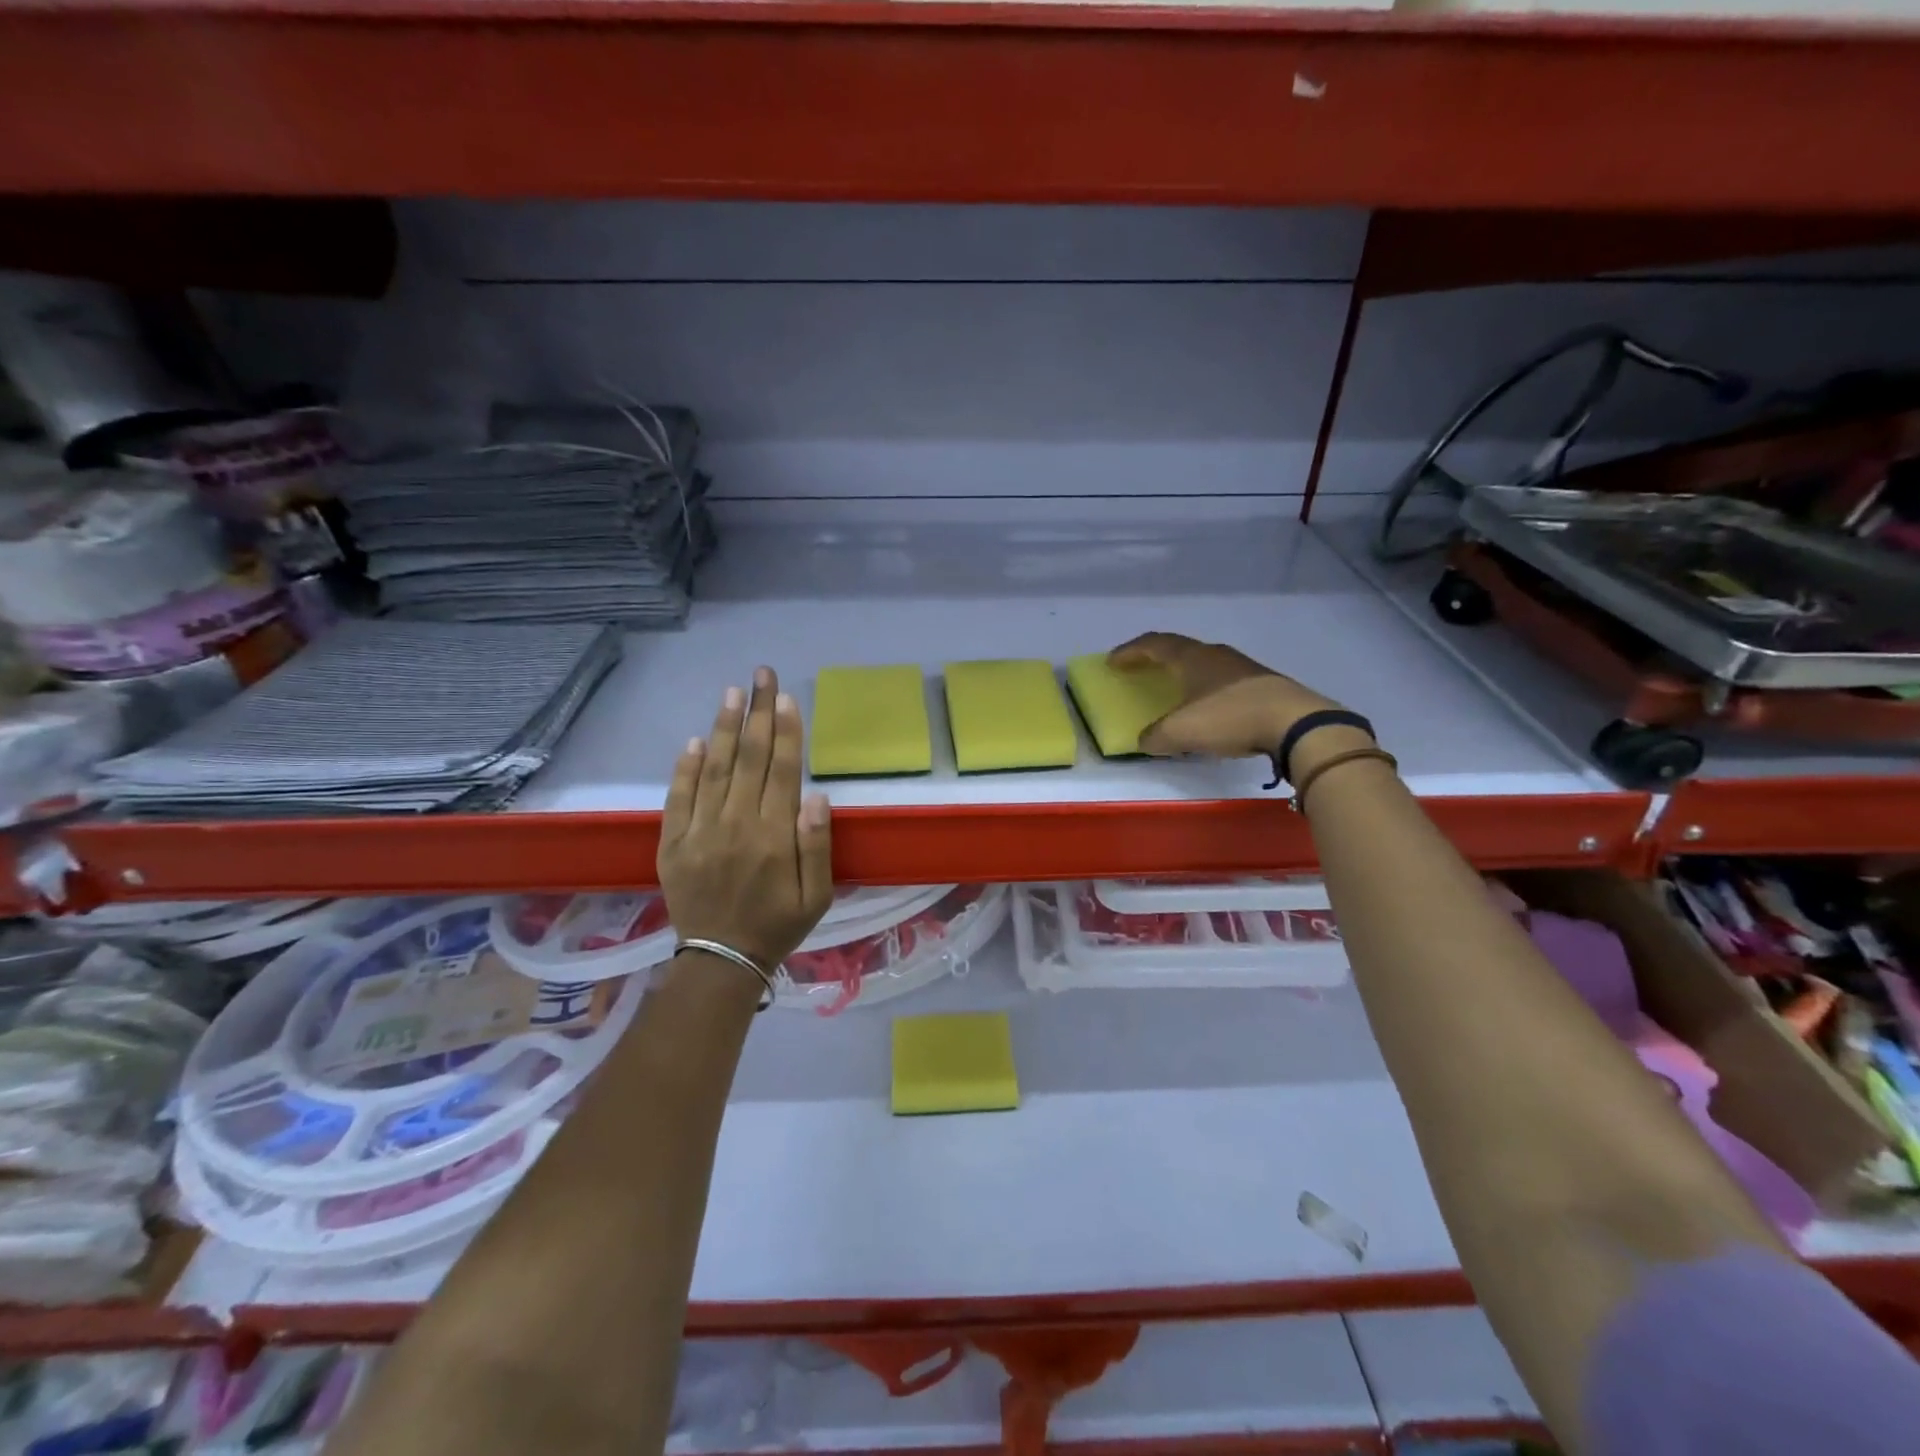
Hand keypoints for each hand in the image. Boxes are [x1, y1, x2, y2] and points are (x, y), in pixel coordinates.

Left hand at [658, 666, 833, 968]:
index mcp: (775, 836)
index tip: (785, 697)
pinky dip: (686, 768)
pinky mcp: (673, 843)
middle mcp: (736, 825)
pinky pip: (678, 798)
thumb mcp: (817, 896)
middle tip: (761, 674)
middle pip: (750, 759)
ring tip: (731, 693)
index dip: (786, 731)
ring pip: (715, 769)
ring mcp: (700, 832)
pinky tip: (695, 740)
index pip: (783, 771)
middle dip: (757, 712)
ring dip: (724, 728)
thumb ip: (818, 845)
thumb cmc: (778, 925)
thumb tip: (816, 796)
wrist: (721, 960)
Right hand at [1108, 633, 1344, 758]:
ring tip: (1173, 690)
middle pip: (1179, 649)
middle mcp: (1215, 655)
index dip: (1130, 651)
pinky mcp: (1262, 684)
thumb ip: (1156, 737)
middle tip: (1140, 671)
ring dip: (1183, 674)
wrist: (1296, 722)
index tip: (1112, 662)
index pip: (1153, 644)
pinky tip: (1208, 709)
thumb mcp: (1181, 733)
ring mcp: (1242, 668)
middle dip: (1156, 659)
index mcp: (1191, 658)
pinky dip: (1205, 690)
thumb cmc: (1230, 717)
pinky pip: (1223, 681)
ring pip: (1203, 664)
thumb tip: (1145, 740)